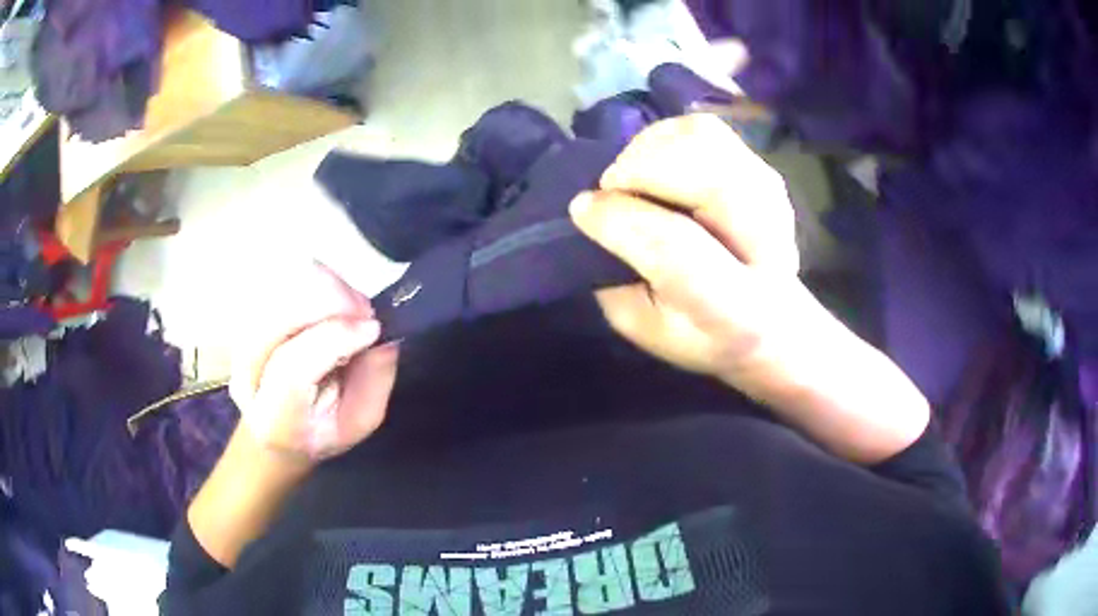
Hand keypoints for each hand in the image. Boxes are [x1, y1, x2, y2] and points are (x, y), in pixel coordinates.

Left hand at [228, 261, 399, 464]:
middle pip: (276, 318)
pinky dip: (312, 280)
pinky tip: (331, 297)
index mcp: (273, 419)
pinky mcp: (244, 317)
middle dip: (328, 300)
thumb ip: (373, 385)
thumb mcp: (357, 423)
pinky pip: (276, 280)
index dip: (335, 338)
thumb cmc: (319, 431)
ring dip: (322, 286)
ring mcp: (238, 342)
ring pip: (275, 290)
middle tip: (364, 309)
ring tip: (350, 304)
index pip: (292, 369)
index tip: (373, 328)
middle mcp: (245, 376)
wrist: (271, 431)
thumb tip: (384, 339)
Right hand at [570, 115, 928, 461]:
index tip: (583, 211)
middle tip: (612, 190)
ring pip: (706, 142)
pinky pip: (706, 128)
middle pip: (709, 182)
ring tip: (633, 177)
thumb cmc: (703, 333)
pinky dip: (667, 135)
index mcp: (737, 310)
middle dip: (641, 172)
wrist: (773, 320)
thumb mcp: (648, 329)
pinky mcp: (762, 167)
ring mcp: (771, 196)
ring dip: (651, 150)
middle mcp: (768, 244)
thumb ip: (618, 283)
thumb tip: (594, 217)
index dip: (621, 222)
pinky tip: (656, 162)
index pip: (679, 252)